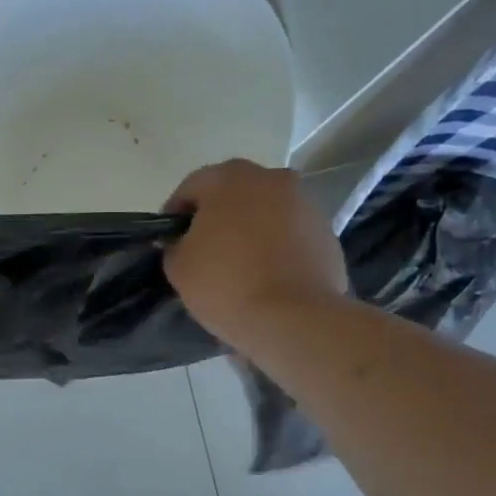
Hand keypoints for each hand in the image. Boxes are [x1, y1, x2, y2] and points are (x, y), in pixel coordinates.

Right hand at [163, 160, 347, 347]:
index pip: (191, 188)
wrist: (293, 318)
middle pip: (233, 194)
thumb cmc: (226, 283)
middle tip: (203, 251)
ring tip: (238, 266)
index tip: (169, 242)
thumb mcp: (178, 266)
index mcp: (230, 178)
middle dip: (216, 218)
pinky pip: (289, 235)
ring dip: (249, 230)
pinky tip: (266, 276)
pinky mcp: (326, 233)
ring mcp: (305, 204)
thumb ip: (174, 244)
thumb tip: (183, 241)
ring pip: (265, 212)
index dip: (175, 215)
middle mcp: (272, 178)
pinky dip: (275, 247)